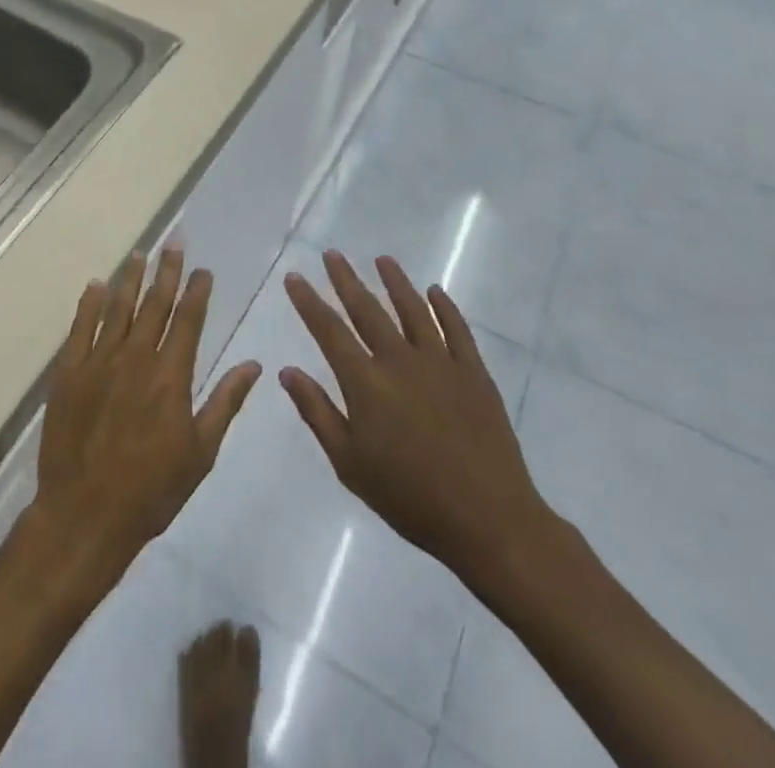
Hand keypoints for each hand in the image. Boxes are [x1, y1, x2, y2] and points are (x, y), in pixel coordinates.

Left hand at [28, 251, 261, 593]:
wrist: (85, 515)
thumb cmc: (151, 490)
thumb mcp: (200, 452)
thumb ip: (225, 402)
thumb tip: (254, 364)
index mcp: (171, 376)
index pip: (188, 320)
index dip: (197, 291)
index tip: (204, 269)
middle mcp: (136, 358)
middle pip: (155, 304)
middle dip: (167, 271)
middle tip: (174, 242)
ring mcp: (99, 362)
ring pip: (118, 308)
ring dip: (131, 278)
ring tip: (140, 253)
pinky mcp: (69, 373)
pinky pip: (81, 328)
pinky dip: (90, 304)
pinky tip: (97, 285)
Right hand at [280, 251, 557, 605]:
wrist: (487, 519)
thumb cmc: (409, 498)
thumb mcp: (349, 463)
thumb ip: (317, 413)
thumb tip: (288, 371)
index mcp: (366, 382)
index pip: (329, 330)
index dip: (308, 301)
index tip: (294, 276)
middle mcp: (399, 360)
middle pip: (367, 309)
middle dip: (346, 279)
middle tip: (332, 254)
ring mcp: (440, 362)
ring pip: (412, 309)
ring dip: (395, 282)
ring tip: (382, 259)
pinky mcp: (473, 372)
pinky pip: (456, 329)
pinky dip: (444, 307)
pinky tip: (435, 292)